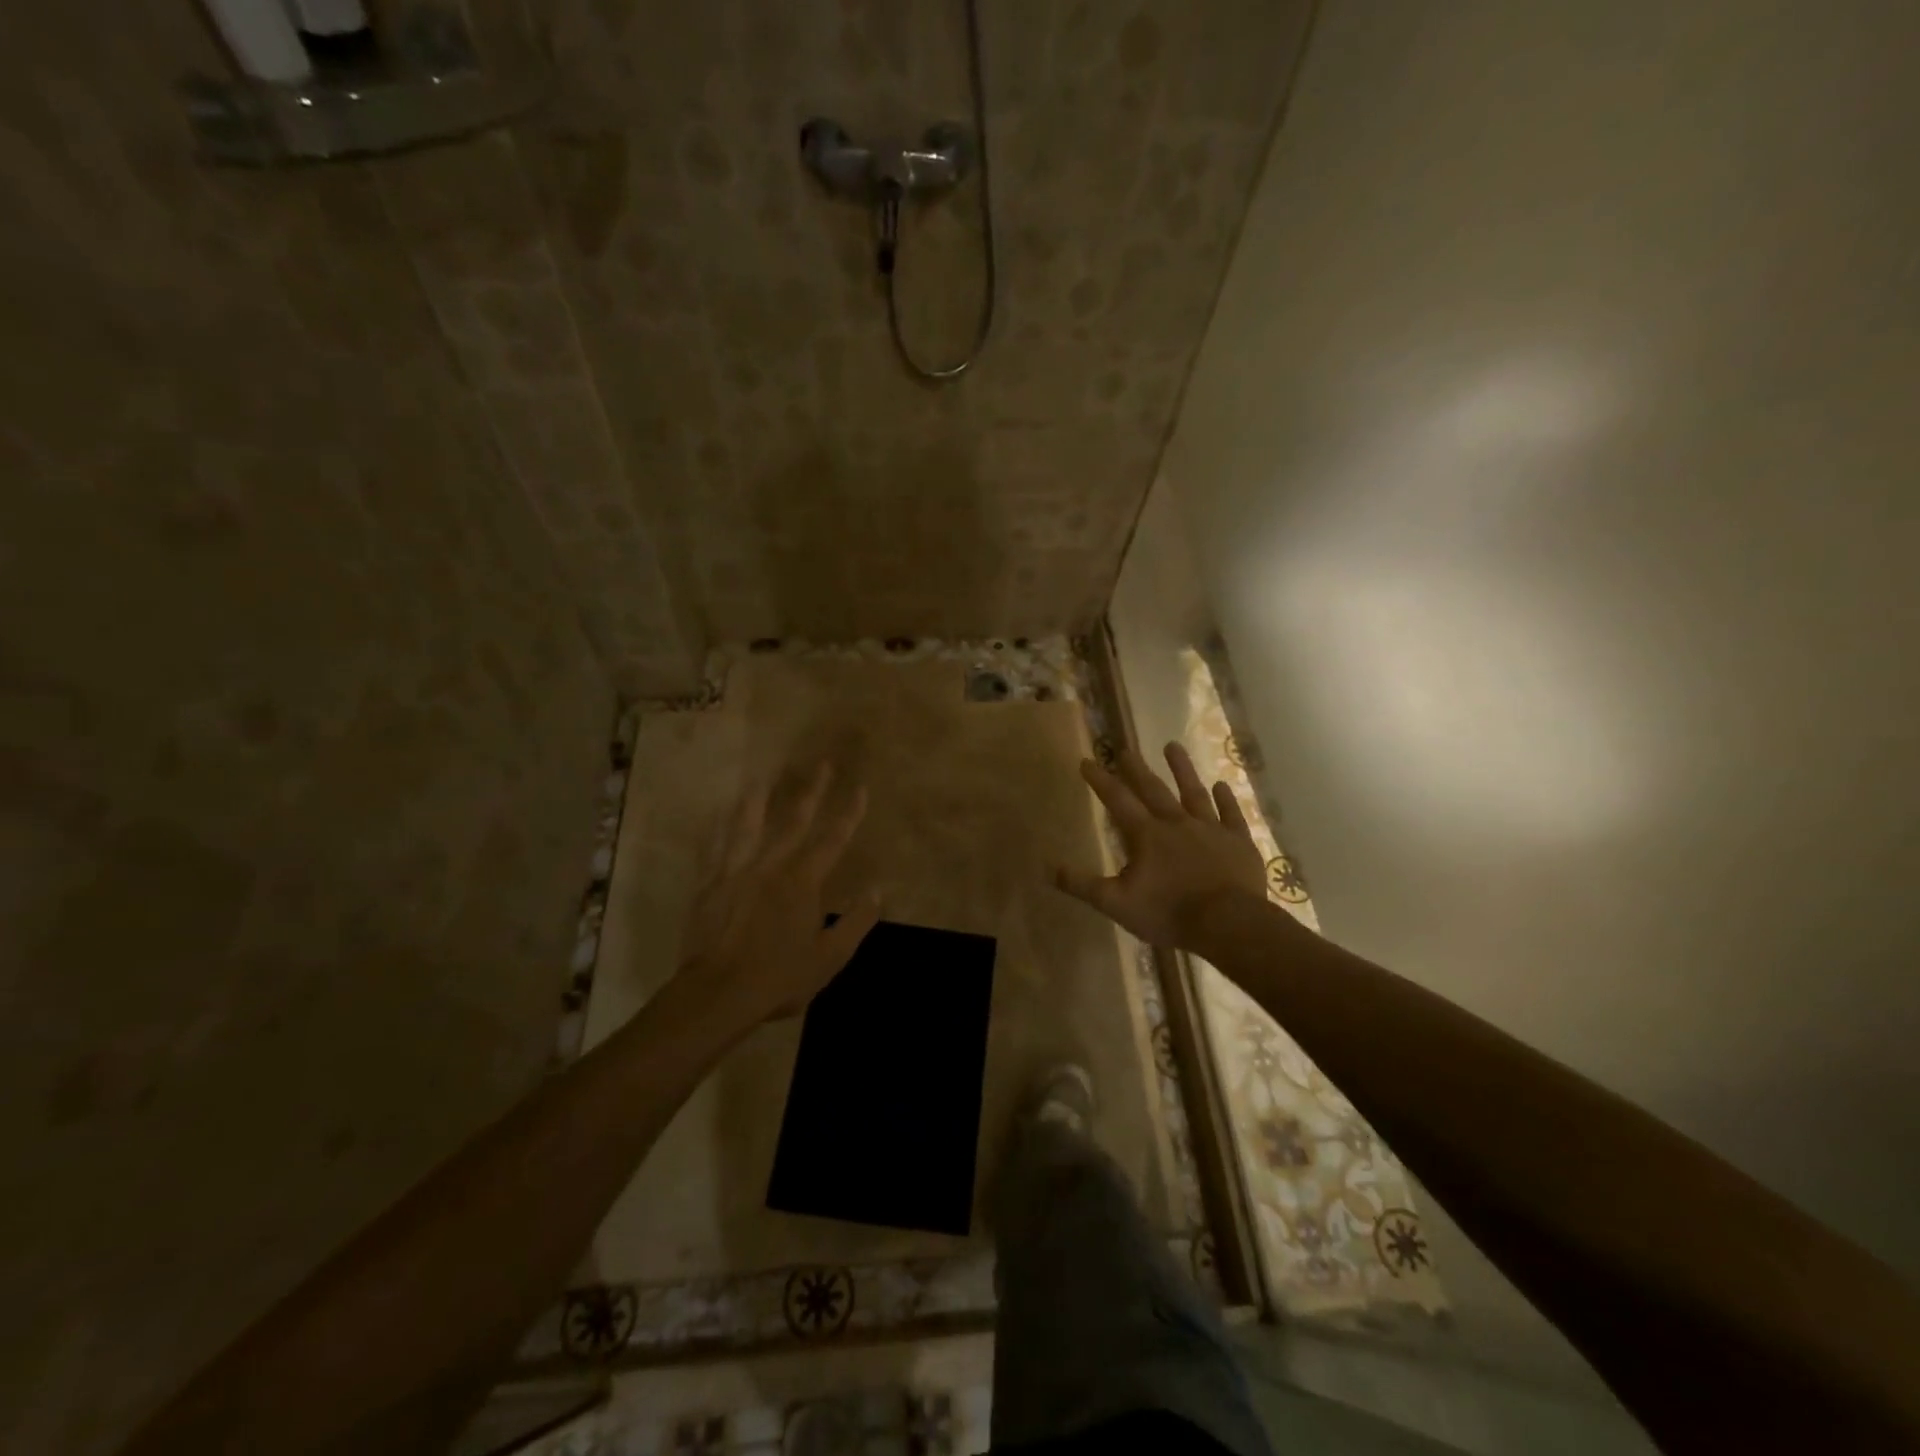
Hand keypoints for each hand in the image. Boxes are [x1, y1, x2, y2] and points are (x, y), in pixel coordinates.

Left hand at [675, 764, 880, 1026]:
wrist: (718, 993)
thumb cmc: (780, 977)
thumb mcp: (830, 957)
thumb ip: (856, 922)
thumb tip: (877, 891)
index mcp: (803, 881)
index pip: (834, 839)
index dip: (849, 813)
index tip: (860, 788)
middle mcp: (772, 866)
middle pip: (795, 821)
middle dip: (812, 791)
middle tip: (821, 764)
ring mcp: (737, 872)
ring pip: (749, 826)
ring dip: (759, 801)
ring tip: (762, 779)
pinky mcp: (710, 886)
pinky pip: (715, 850)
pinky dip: (718, 832)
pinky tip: (716, 818)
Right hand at [1054, 743, 1267, 949]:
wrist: (1228, 924)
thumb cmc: (1169, 913)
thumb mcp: (1116, 903)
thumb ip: (1082, 884)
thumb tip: (1047, 867)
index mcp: (1146, 835)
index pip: (1117, 800)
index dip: (1100, 780)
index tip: (1087, 760)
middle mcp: (1177, 823)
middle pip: (1153, 789)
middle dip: (1136, 769)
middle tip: (1126, 749)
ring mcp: (1211, 829)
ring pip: (1194, 792)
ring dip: (1182, 769)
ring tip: (1172, 746)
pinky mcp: (1238, 842)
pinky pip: (1231, 815)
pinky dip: (1226, 800)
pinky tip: (1222, 786)